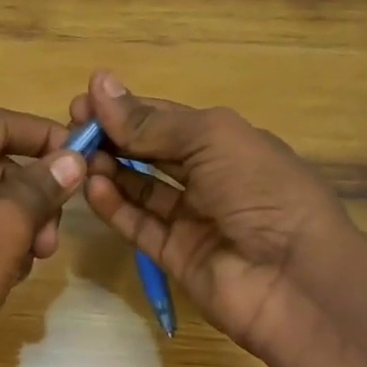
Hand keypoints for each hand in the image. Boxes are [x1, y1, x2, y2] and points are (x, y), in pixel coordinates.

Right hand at [73, 71, 365, 360]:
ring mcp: (192, 220)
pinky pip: (139, 226)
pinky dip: (114, 207)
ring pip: (141, 188)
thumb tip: (99, 86)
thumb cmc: (261, 190)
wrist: (296, 280)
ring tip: (76, 158)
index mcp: (227, 143)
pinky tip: (91, 187)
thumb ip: (152, 121)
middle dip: (112, 137)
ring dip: (109, 170)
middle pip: (150, 152)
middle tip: (71, 128)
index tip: (83, 101)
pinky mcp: (175, 257)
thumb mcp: (211, 139)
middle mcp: (209, 178)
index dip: (127, 109)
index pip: (166, 119)